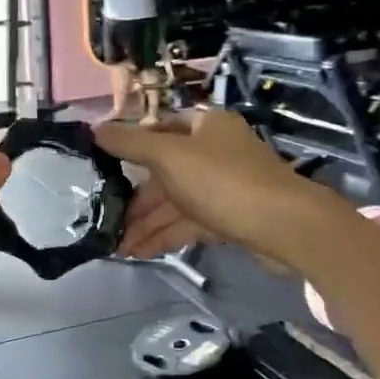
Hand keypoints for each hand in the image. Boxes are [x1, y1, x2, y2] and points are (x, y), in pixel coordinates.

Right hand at [95, 110, 332, 264]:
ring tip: (118, 248)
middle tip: (107, 222)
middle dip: (136, 200)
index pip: (160, 129)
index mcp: (206, 126)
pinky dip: (166, 235)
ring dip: (147, 224)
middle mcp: (215, 151)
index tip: (103, 169)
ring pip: (176, 202)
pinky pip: (190, 223)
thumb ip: (130, 143)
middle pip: (165, 172)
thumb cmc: (223, 181)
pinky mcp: (231, 218)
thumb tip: (93, 129)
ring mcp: (225, 186)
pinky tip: (142, 252)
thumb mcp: (169, 157)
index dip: (131, 146)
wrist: (285, 227)